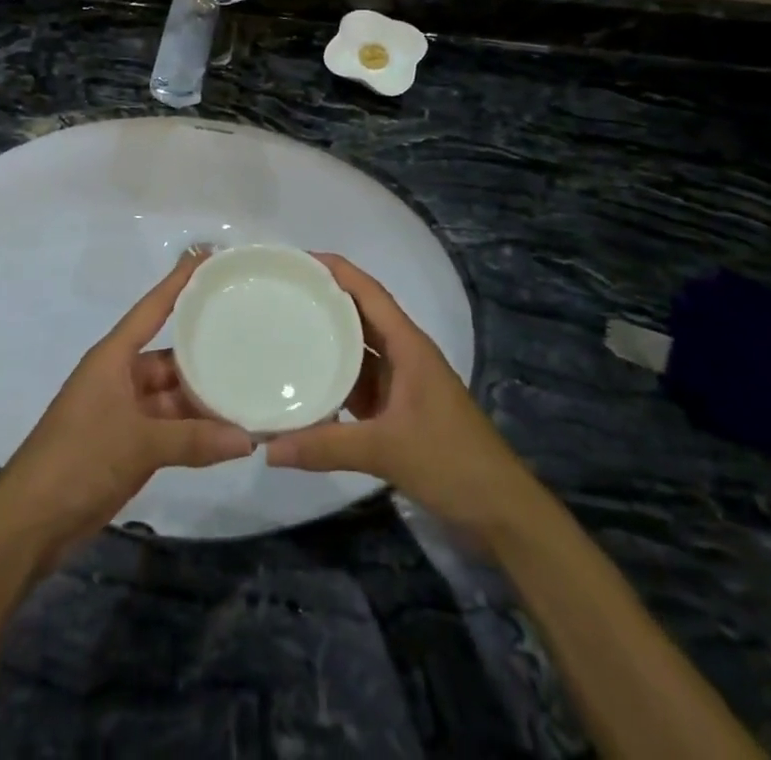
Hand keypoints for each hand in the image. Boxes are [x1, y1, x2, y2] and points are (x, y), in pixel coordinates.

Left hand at [0, 250, 252, 567]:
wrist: (30, 522)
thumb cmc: (78, 459)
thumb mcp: (139, 443)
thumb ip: (194, 440)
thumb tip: (248, 439)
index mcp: (114, 357)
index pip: (153, 308)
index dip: (178, 281)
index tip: (207, 256)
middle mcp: (121, 376)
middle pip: (170, 354)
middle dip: (205, 349)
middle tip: (250, 332)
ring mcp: (125, 411)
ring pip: (173, 394)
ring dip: (203, 397)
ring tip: (249, 386)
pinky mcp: (129, 444)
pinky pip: (170, 427)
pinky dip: (194, 431)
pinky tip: (228, 432)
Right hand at [264, 254, 537, 546]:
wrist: (501, 511)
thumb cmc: (451, 462)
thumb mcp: (386, 451)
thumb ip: (326, 447)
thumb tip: (269, 447)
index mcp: (409, 346)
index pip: (369, 293)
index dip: (337, 271)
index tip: (299, 260)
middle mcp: (405, 355)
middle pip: (361, 315)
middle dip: (326, 300)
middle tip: (282, 293)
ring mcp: (403, 384)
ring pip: (360, 350)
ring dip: (329, 339)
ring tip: (286, 329)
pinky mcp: (399, 410)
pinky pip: (361, 383)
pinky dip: (336, 379)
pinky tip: (307, 383)